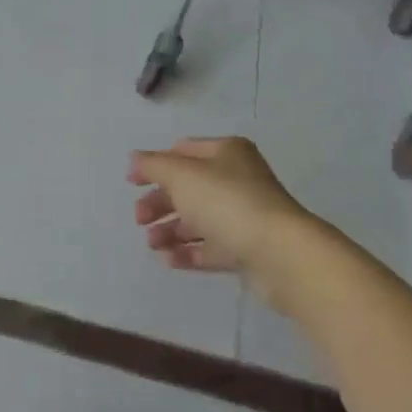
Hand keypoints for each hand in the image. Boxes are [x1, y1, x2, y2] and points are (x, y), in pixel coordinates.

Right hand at [129, 137, 311, 288]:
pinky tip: (168, 260)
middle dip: (160, 202)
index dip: (155, 164)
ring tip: (152, 244)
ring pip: (199, 219)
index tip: (131, 182)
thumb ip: (153, 165)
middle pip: (189, 188)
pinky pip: (212, 247)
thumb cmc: (226, 201)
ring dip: (170, 230)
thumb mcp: (181, 175)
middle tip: (139, 219)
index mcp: (226, 152)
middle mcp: (237, 179)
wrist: (280, 254)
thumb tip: (135, 160)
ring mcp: (244, 216)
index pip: (183, 151)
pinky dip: (188, 251)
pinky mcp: (248, 249)